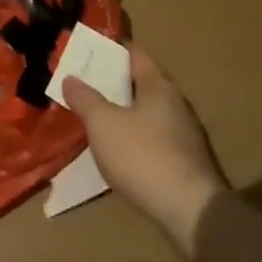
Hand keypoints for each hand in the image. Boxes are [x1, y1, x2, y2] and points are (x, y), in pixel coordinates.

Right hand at [64, 43, 227, 255]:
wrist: (191, 212)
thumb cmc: (143, 156)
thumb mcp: (103, 124)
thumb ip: (85, 99)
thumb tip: (71, 78)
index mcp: (158, 85)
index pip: (134, 53)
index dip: (111, 49)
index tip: (88, 51)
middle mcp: (175, 103)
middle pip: (141, 82)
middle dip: (114, 83)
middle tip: (86, 85)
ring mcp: (184, 134)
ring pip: (148, 112)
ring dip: (124, 112)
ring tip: (97, 118)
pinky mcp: (185, 162)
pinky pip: (154, 138)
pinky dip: (135, 137)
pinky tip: (120, 152)